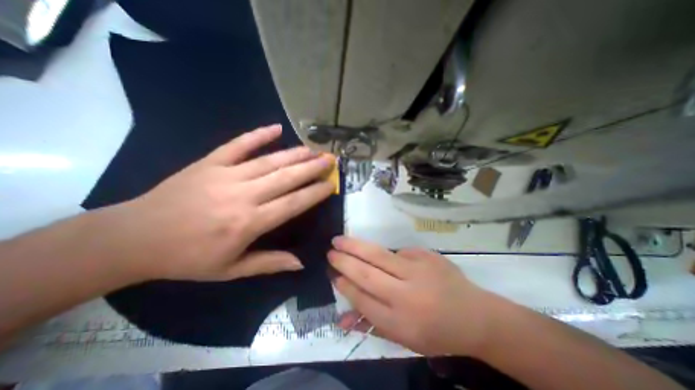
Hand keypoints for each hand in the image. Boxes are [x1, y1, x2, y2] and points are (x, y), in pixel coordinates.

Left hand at [106, 126, 334, 281]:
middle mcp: (242, 196)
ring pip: (269, 161)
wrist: (134, 238)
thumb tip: (300, 263)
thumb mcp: (231, 270)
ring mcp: (225, 175)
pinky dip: (257, 135)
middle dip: (311, 168)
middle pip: (286, 178)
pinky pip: (237, 145)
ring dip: (294, 154)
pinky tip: (275, 127)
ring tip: (313, 149)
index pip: (293, 204)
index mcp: (248, 223)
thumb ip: (269, 263)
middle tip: (329, 160)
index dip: (314, 193)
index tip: (331, 184)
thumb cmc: (188, 258)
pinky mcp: (209, 163)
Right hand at [329, 236, 496, 357]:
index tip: (332, 274)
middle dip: (344, 261)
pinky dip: (387, 254)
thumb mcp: (404, 339)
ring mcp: (418, 271)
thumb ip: (371, 327)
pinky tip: (385, 257)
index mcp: (400, 322)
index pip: (362, 299)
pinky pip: (399, 252)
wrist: (475, 316)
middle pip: (366, 273)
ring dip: (355, 245)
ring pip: (378, 254)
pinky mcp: (427, 256)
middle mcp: (406, 295)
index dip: (345, 285)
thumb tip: (342, 318)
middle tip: (330, 251)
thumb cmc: (436, 333)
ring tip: (339, 240)